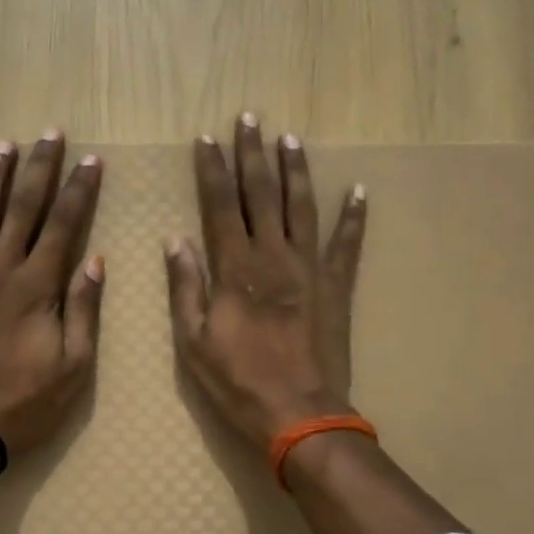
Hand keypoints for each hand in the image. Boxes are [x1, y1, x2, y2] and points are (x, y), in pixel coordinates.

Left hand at [0, 131, 105, 460]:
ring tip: (4, 146)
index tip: (90, 160)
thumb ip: (83, 310)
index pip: (63, 225)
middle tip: (49, 134)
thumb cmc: (23, 403)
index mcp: (36, 287)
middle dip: (39, 168)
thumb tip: (95, 260)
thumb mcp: (72, 367)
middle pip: (22, 207)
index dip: (79, 190)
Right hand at [164, 113, 366, 451]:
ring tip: (289, 138)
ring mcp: (310, 269)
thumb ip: (186, 286)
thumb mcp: (194, 341)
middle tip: (249, 118)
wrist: (300, 415)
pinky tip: (357, 190)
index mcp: (236, 269)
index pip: (221, 205)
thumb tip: (176, 239)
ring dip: (295, 170)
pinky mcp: (337, 286)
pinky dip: (354, 217)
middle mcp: (274, 257)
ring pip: (301, 207)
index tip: (207, 139)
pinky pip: (347, 244)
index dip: (213, 170)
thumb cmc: (238, 382)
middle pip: (262, 194)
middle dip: (252, 154)